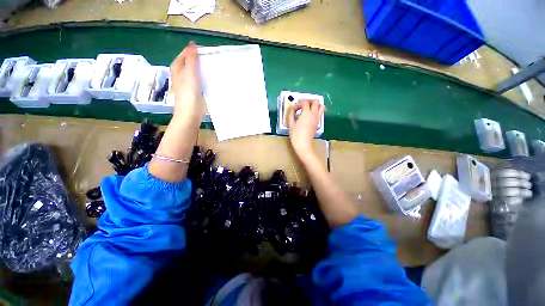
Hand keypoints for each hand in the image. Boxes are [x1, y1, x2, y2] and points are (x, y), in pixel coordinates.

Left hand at [170, 42, 205, 122]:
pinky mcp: (194, 91)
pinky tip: (212, 79)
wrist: (190, 113)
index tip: (208, 51)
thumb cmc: (188, 93)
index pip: (186, 53)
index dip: (195, 51)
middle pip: (191, 62)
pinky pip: (200, 81)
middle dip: (200, 60)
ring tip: (214, 68)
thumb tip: (192, 44)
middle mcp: (181, 74)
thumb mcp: (189, 72)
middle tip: (213, 59)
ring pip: (196, 72)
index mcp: (177, 67)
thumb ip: (191, 59)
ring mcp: (188, 83)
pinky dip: (205, 78)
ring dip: (203, 70)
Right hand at [287, 100, 324, 156]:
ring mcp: (317, 119)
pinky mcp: (317, 123)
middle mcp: (313, 114)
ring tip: (309, 108)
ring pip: (321, 107)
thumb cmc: (296, 134)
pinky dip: (317, 111)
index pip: (304, 102)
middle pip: (315, 102)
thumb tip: (292, 108)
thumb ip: (291, 113)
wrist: (303, 144)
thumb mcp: (290, 124)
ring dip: (316, 105)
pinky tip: (310, 115)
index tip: (294, 109)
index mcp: (306, 113)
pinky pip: (320, 113)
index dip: (299, 103)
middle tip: (303, 105)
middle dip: (309, 101)